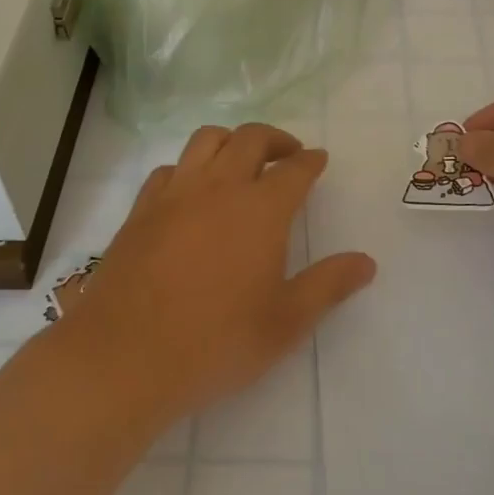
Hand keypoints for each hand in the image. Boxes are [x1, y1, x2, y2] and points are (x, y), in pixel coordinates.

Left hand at [56, 124, 376, 420]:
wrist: (126, 356)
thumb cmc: (216, 342)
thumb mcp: (285, 323)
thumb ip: (328, 286)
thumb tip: (367, 262)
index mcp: (261, 209)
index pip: (294, 169)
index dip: (310, 161)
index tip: (318, 160)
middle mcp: (219, 187)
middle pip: (250, 138)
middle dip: (275, 138)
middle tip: (287, 152)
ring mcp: (175, 193)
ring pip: (206, 140)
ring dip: (231, 140)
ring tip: (240, 159)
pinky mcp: (141, 209)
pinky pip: (169, 168)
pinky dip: (188, 167)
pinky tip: (190, 190)